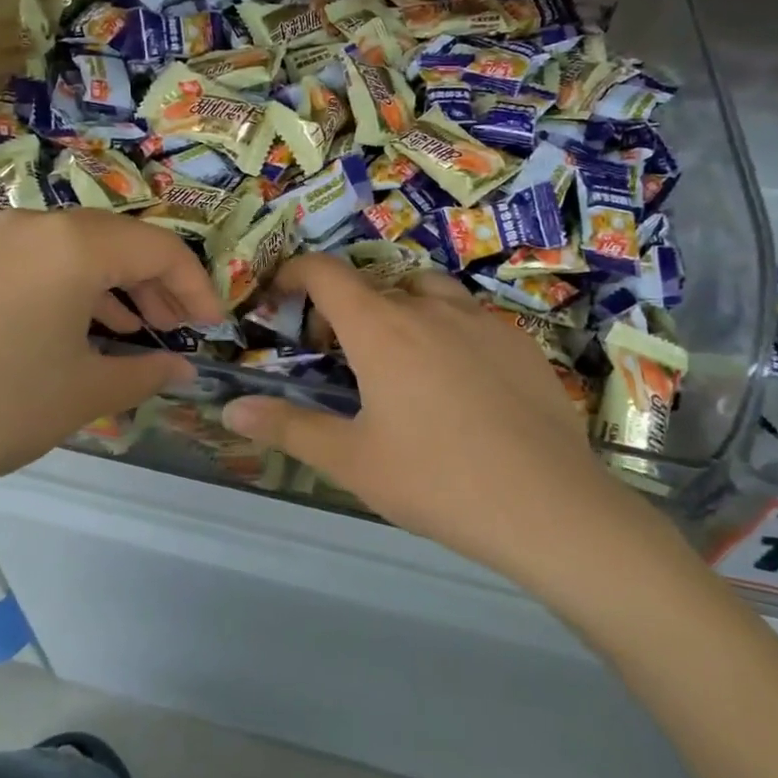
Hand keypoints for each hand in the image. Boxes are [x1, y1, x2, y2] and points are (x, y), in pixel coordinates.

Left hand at [0, 209, 222, 527]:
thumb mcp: (86, 392)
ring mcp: (2, 241)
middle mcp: (40, 225)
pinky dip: (82, 287)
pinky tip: (94, 326)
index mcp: (75, 244)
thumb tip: (184, 368)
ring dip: (122, 285)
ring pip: (85, 249)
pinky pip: (49, 261)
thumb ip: (146, 371)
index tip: (215, 326)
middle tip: (180, 330)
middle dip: (160, 284)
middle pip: (123, 242)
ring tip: (144, 331)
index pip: (160, 249)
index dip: (197, 287)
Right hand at [222, 255, 657, 589]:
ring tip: (402, 357)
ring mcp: (481, 319)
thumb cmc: (436, 480)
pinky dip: (448, 329)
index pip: (327, 273)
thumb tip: (230, 410)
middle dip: (347, 306)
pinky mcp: (519, 340)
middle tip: (340, 354)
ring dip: (401, 308)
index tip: (281, 291)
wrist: (547, 505)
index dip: (296, 271)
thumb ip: (289, 427)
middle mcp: (429, 308)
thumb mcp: (352, 460)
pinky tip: (459, 381)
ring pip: (428, 291)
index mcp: (381, 328)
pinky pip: (471, 316)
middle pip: (376, 282)